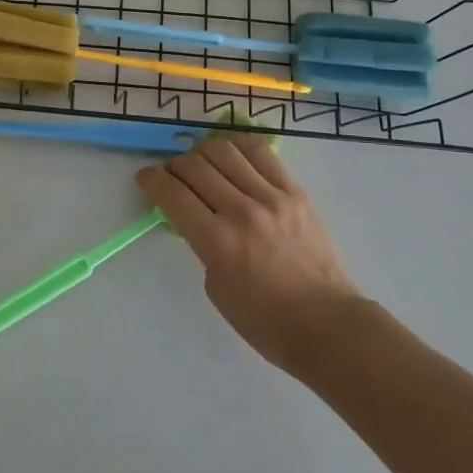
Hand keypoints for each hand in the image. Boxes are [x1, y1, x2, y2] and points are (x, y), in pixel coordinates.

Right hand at [136, 134, 360, 374]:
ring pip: (224, 150)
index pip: (172, 193)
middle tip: (174, 176)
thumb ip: (201, 244)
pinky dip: (238, 148)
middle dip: (174, 166)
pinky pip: (260, 153)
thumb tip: (195, 215)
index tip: (146, 178)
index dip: (151, 180)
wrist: (326, 324)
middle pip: (194, 165)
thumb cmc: (264, 320)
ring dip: (203, 152)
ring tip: (203, 164)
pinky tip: (232, 156)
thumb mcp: (216, 287)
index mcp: (217, 242)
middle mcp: (241, 211)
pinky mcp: (295, 191)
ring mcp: (272, 197)